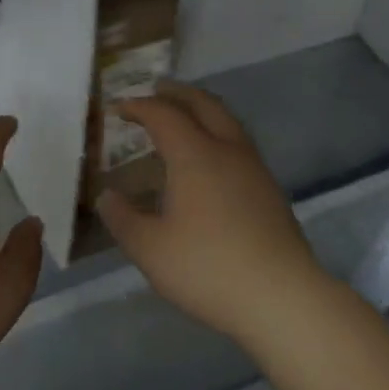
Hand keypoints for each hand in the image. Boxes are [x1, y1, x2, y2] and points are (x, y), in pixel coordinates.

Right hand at [96, 82, 329, 348]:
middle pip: (204, 105)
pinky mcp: (270, 191)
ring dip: (202, 111)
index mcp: (195, 156)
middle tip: (155, 91)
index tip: (118, 108)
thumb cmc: (207, 268)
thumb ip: (122, 218)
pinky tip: (209, 161)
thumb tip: (106, 196)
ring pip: (227, 123)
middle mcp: (227, 151)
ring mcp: (255, 170)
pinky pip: (238, 145)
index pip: (163, 115)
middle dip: (177, 94)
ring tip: (183, 119)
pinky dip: (217, 135)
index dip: (138, 106)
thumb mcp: (149, 249)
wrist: (282, 298)